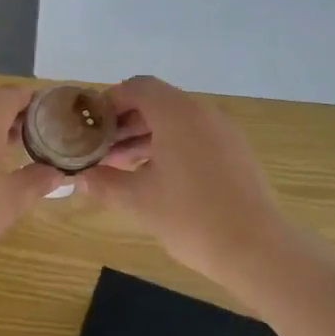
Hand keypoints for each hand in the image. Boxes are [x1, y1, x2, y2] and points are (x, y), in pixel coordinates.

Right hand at [79, 76, 293, 283]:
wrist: (256, 247)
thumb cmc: (190, 217)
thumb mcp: (139, 200)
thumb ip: (104, 183)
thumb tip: (78, 178)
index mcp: (177, 113)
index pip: (136, 87)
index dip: (108, 103)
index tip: (89, 128)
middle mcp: (202, 112)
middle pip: (157, 103)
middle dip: (125, 123)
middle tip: (100, 152)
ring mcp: (224, 131)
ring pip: (176, 121)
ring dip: (146, 137)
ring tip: (121, 168)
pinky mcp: (236, 152)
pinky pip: (195, 137)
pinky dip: (171, 147)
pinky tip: (156, 178)